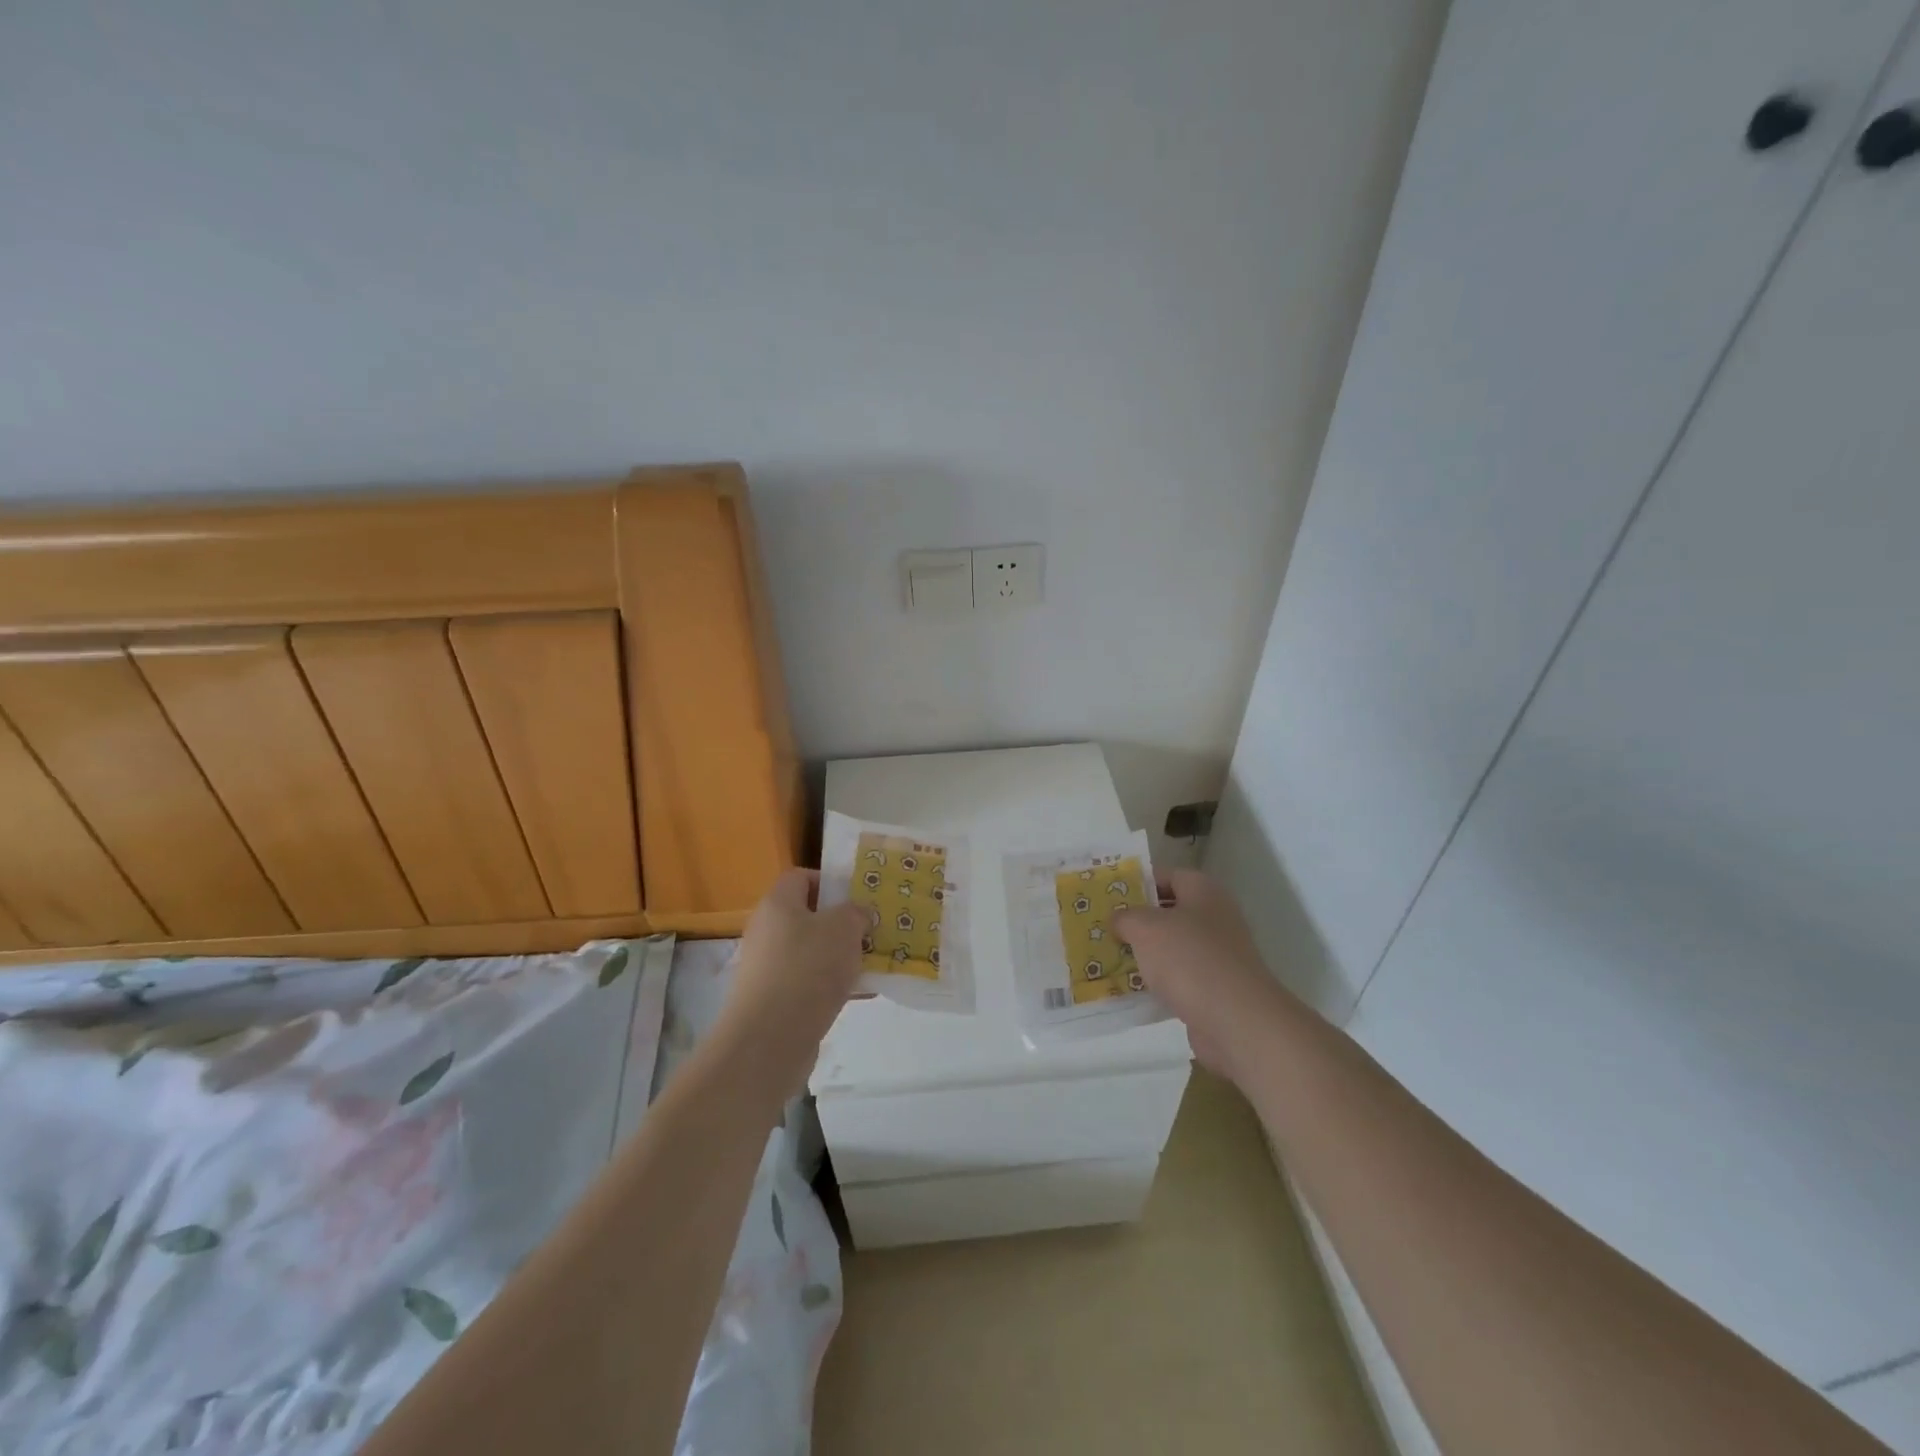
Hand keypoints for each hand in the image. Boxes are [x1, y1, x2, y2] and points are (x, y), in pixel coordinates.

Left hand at [718, 868, 867, 1092]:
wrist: (769, 1040)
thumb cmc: (807, 969)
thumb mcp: (844, 929)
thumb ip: (856, 913)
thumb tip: (858, 915)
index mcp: (777, 904)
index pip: (801, 877)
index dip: (830, 881)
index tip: (858, 896)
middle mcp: (767, 932)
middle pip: (808, 917)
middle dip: (842, 923)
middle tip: (872, 930)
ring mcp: (768, 968)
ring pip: (812, 952)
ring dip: (841, 956)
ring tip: (874, 962)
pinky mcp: (774, 1001)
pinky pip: (809, 983)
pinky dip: (833, 985)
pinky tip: (862, 993)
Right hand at [1112, 870, 1291, 1081]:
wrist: (1237, 1021)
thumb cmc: (1190, 959)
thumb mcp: (1146, 928)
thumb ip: (1126, 917)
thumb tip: (1119, 919)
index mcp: (1204, 892)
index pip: (1167, 875)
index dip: (1138, 882)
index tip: (1109, 895)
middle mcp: (1215, 918)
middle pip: (1169, 912)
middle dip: (1136, 920)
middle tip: (1103, 926)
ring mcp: (1217, 955)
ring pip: (1172, 947)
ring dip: (1144, 954)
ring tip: (1108, 957)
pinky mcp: (1214, 988)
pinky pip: (1178, 978)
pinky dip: (1156, 982)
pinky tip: (1130, 989)